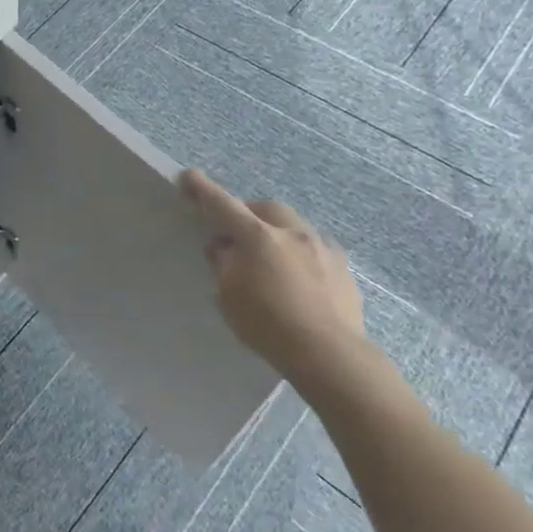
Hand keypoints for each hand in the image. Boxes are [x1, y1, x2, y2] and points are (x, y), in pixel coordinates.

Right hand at [180, 171, 374, 393]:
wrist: (329, 355)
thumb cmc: (267, 324)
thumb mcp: (228, 295)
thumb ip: (223, 263)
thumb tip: (224, 247)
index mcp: (259, 237)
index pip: (224, 205)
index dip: (203, 190)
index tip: (189, 176)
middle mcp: (293, 233)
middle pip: (266, 208)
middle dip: (248, 212)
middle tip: (236, 232)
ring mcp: (323, 248)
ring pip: (294, 225)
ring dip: (277, 232)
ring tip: (269, 257)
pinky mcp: (343, 267)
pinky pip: (315, 248)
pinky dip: (300, 253)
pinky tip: (298, 276)